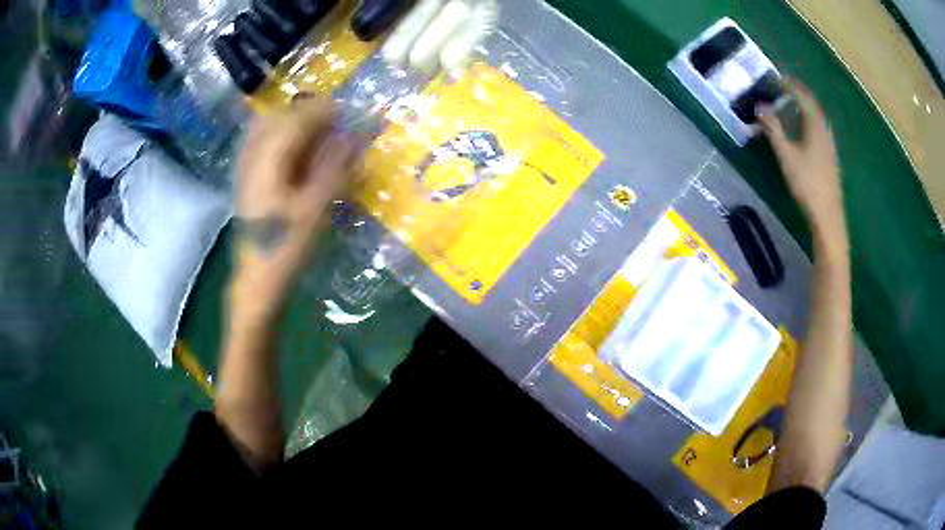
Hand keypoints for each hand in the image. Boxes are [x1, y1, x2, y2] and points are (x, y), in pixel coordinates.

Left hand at [232, 97, 357, 322]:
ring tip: (317, 135)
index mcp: (268, 160)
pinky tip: (296, 153)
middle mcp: (252, 156)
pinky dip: (281, 139)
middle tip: (333, 124)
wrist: (257, 280)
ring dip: (293, 124)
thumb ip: (335, 166)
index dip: (324, 111)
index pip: (297, 119)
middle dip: (307, 114)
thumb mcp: (317, 207)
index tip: (348, 112)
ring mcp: (244, 167)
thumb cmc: (287, 246)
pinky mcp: (245, 180)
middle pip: (278, 116)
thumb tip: (353, 135)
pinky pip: (261, 143)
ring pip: (267, 127)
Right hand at [758, 81, 845, 241]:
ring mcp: (829, 145)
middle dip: (798, 93)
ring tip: (791, 105)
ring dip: (804, 108)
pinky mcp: (830, 157)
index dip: (790, 85)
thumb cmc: (807, 183)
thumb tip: (759, 107)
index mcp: (815, 126)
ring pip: (817, 118)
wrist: (828, 216)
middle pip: (812, 105)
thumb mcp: (786, 155)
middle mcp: (825, 131)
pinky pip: (819, 129)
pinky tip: (803, 129)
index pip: (803, 96)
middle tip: (783, 88)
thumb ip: (773, 129)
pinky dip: (809, 121)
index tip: (776, 78)